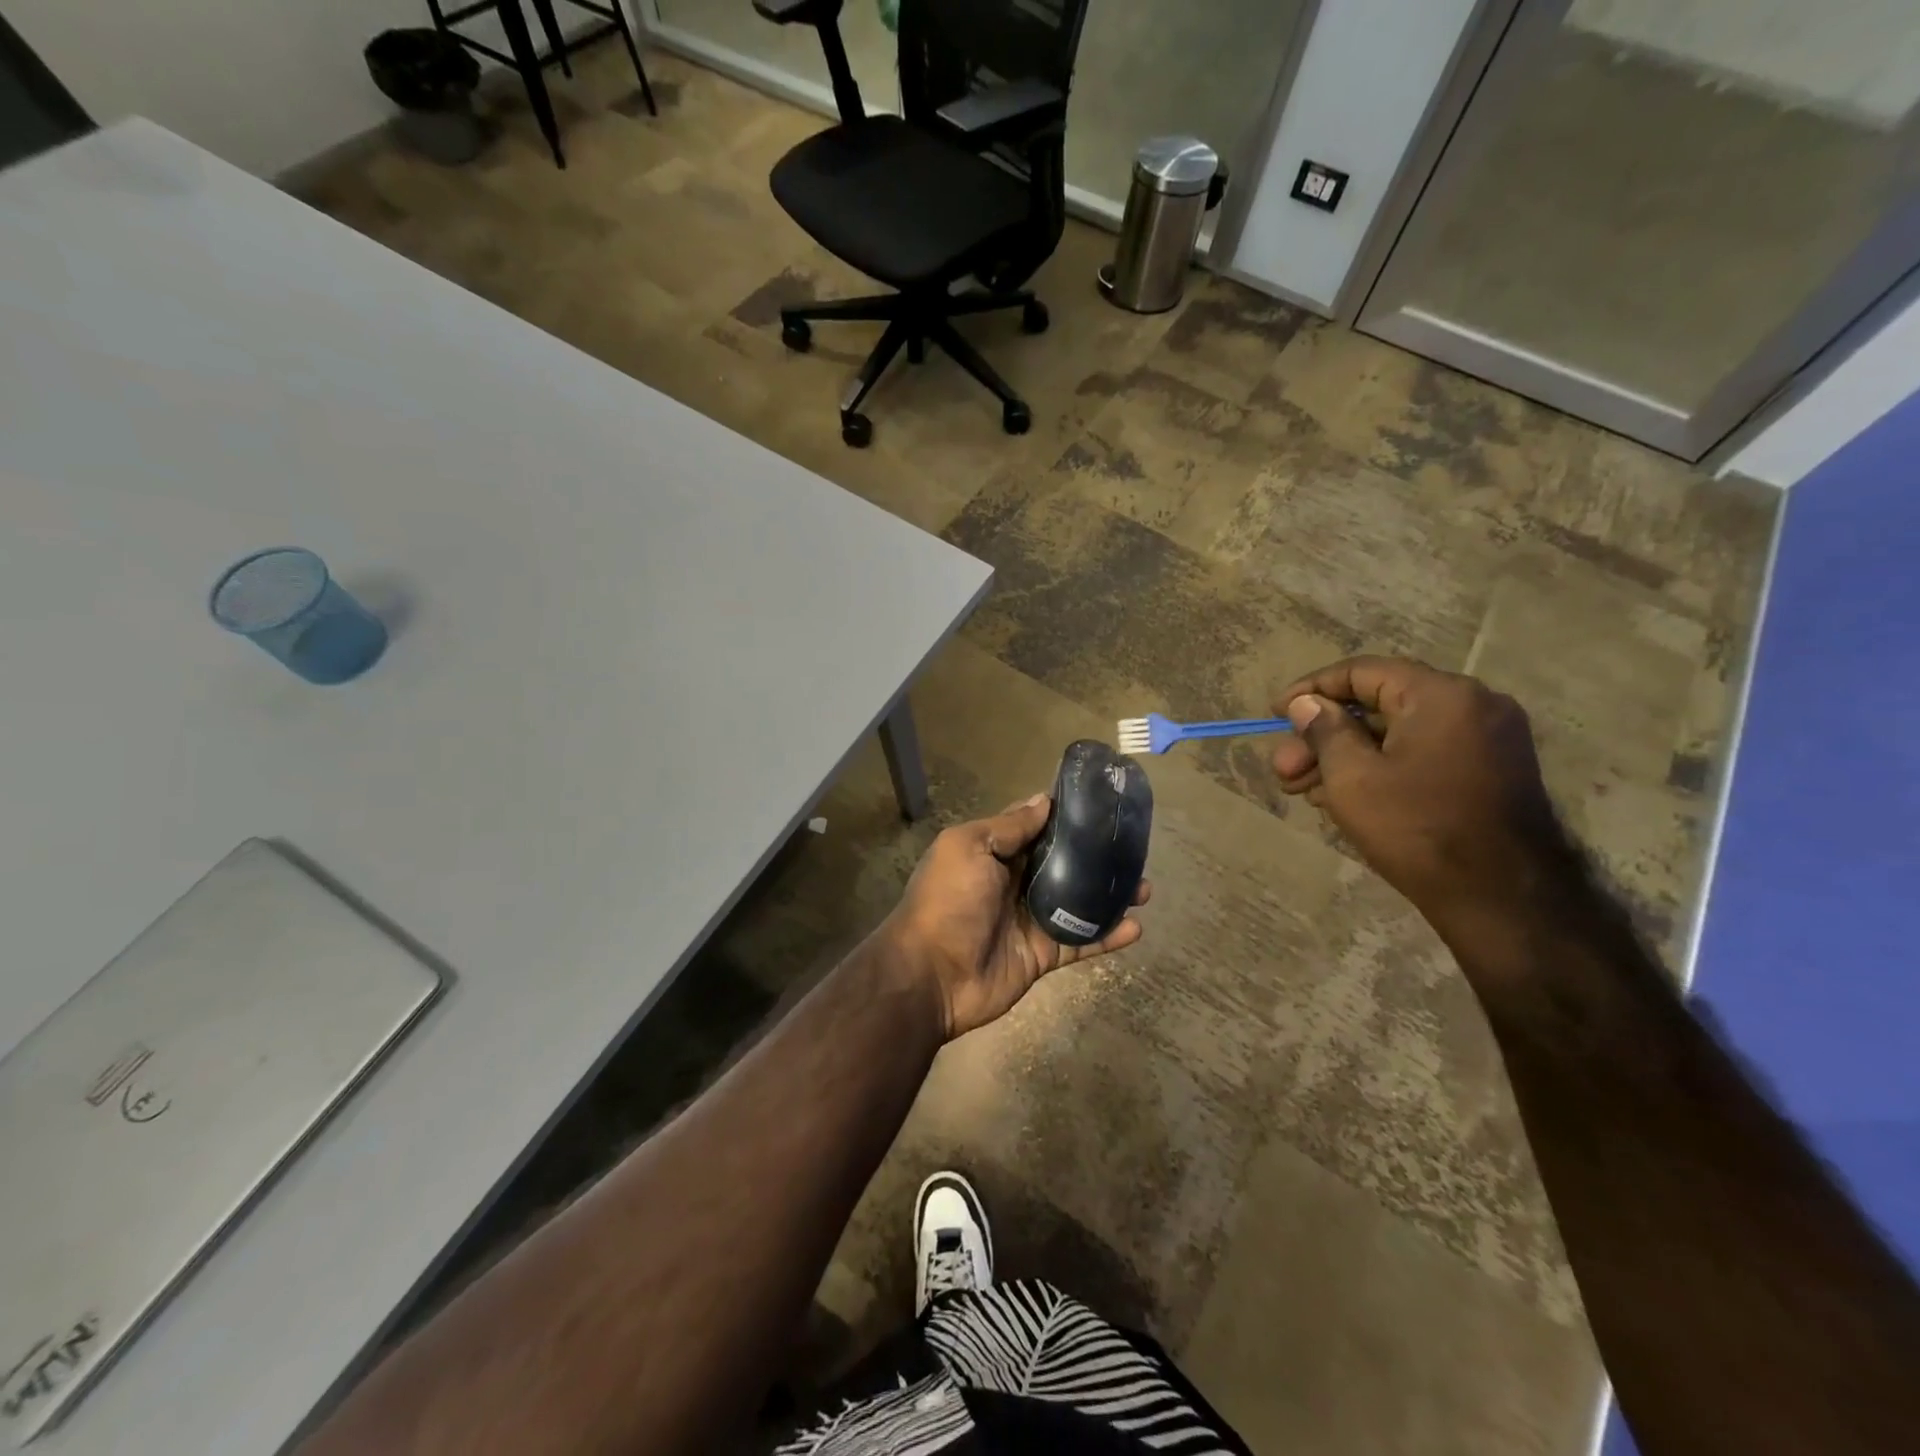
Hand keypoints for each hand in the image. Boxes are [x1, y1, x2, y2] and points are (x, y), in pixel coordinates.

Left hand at [879, 795, 1149, 1040]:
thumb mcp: (969, 848)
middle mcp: (1014, 882)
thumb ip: (1008, 827)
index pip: (1034, 826)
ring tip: (1145, 886)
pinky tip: (1136, 927)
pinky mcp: (1043, 954)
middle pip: (1063, 863)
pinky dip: (1108, 936)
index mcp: (994, 853)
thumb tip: (1044, 800)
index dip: (1062, 814)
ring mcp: (1031, 919)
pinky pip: (1081, 941)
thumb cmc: (947, 900)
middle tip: (1132, 846)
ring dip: (1109, 895)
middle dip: (1095, 855)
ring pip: (1078, 902)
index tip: (1099, 801)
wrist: (931, 976)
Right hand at [1270, 656, 1568, 924]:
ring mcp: (1487, 739)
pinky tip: (1341, 796)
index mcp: (1442, 695)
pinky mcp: (1490, 771)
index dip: (1311, 690)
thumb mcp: (1352, 777)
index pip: (1362, 672)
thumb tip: (1306, 703)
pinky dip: (1380, 767)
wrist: (1501, 898)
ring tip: (1301, 790)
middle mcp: (1473, 705)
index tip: (1275, 714)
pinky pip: (1422, 753)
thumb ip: (1324, 730)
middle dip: (1323, 737)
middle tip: (1283, 769)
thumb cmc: (1417, 828)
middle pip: (1378, 706)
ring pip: (1397, 734)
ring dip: (1345, 756)